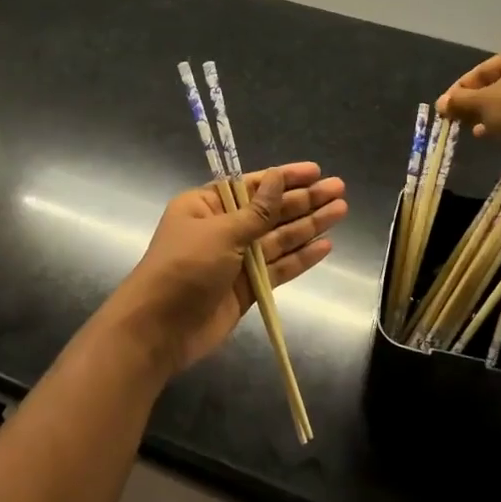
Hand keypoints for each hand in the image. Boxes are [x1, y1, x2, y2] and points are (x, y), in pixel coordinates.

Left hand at [105, 163, 346, 375]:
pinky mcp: (246, 289)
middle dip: (303, 201)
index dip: (285, 178)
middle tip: (339, 190)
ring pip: (278, 239)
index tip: (316, 171)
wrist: (159, 330)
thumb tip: (278, 178)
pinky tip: (325, 246)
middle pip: (269, 211)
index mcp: (205, 206)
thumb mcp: (220, 233)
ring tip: (341, 212)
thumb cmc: (183, 269)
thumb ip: (256, 211)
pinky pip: (278, 268)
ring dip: (308, 226)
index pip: (251, 185)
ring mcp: (235, 260)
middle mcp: (222, 229)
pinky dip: (300, 258)